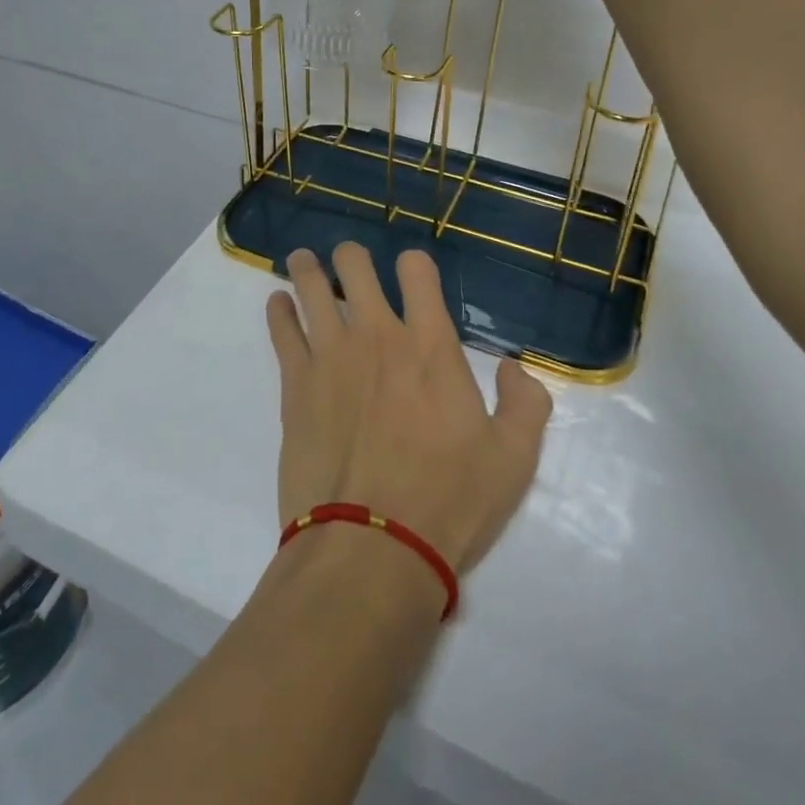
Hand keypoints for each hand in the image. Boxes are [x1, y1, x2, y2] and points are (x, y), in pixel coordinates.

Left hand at [264, 242, 552, 575]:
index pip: (417, 271)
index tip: (411, 272)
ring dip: (308, 268)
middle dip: (351, 257)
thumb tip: (514, 366)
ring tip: (304, 261)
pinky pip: (281, 328)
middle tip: (348, 262)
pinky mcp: (295, 382)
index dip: (414, 263)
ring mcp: (330, 354)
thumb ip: (525, 403)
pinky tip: (278, 303)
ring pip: (311, 286)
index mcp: (430, 345)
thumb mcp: (513, 459)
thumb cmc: (448, 501)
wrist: (372, 547)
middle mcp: (377, 335)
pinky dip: (279, 309)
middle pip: (354, 266)